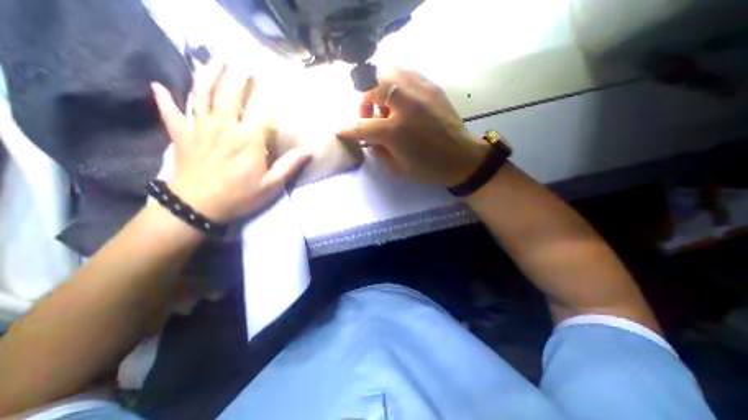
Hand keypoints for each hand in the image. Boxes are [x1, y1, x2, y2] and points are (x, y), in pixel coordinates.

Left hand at [153, 65, 311, 222]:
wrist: (198, 206)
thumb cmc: (240, 196)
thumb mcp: (271, 185)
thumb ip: (289, 166)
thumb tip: (309, 152)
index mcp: (248, 140)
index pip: (262, 115)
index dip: (270, 108)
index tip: (275, 102)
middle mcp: (224, 127)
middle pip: (230, 95)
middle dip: (237, 78)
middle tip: (242, 64)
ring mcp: (200, 129)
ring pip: (202, 95)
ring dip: (208, 76)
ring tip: (214, 61)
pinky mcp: (182, 136)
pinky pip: (171, 113)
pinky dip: (165, 99)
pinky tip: (159, 86)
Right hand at [336, 67, 488, 186]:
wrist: (460, 158)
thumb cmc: (428, 168)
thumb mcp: (397, 167)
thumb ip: (378, 150)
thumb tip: (368, 138)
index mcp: (395, 131)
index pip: (362, 126)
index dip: (348, 129)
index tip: (341, 130)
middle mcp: (405, 106)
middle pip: (373, 86)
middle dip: (365, 100)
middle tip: (371, 114)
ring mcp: (420, 92)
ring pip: (390, 72)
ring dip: (380, 88)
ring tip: (387, 105)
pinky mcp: (432, 87)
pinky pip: (407, 74)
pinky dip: (397, 84)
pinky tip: (402, 100)